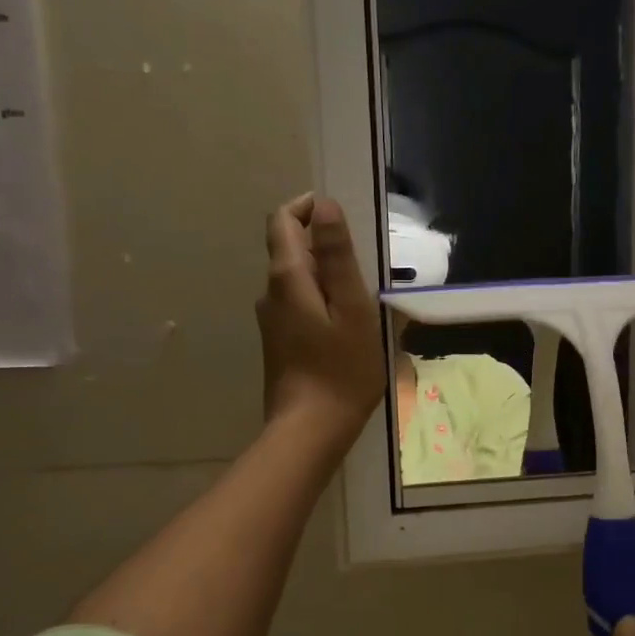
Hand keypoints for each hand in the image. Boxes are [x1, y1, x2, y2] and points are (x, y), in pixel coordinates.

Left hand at [256, 194, 385, 452]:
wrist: (311, 429)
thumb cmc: (342, 369)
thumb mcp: (351, 308)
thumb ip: (336, 255)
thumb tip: (323, 206)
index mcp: (287, 278)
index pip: (283, 220)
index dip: (307, 208)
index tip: (339, 217)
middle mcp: (270, 293)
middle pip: (289, 250)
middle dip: (322, 246)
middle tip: (364, 265)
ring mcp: (272, 321)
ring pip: (296, 282)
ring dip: (325, 278)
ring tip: (362, 299)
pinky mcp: (279, 344)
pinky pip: (299, 307)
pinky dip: (321, 303)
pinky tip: (346, 328)